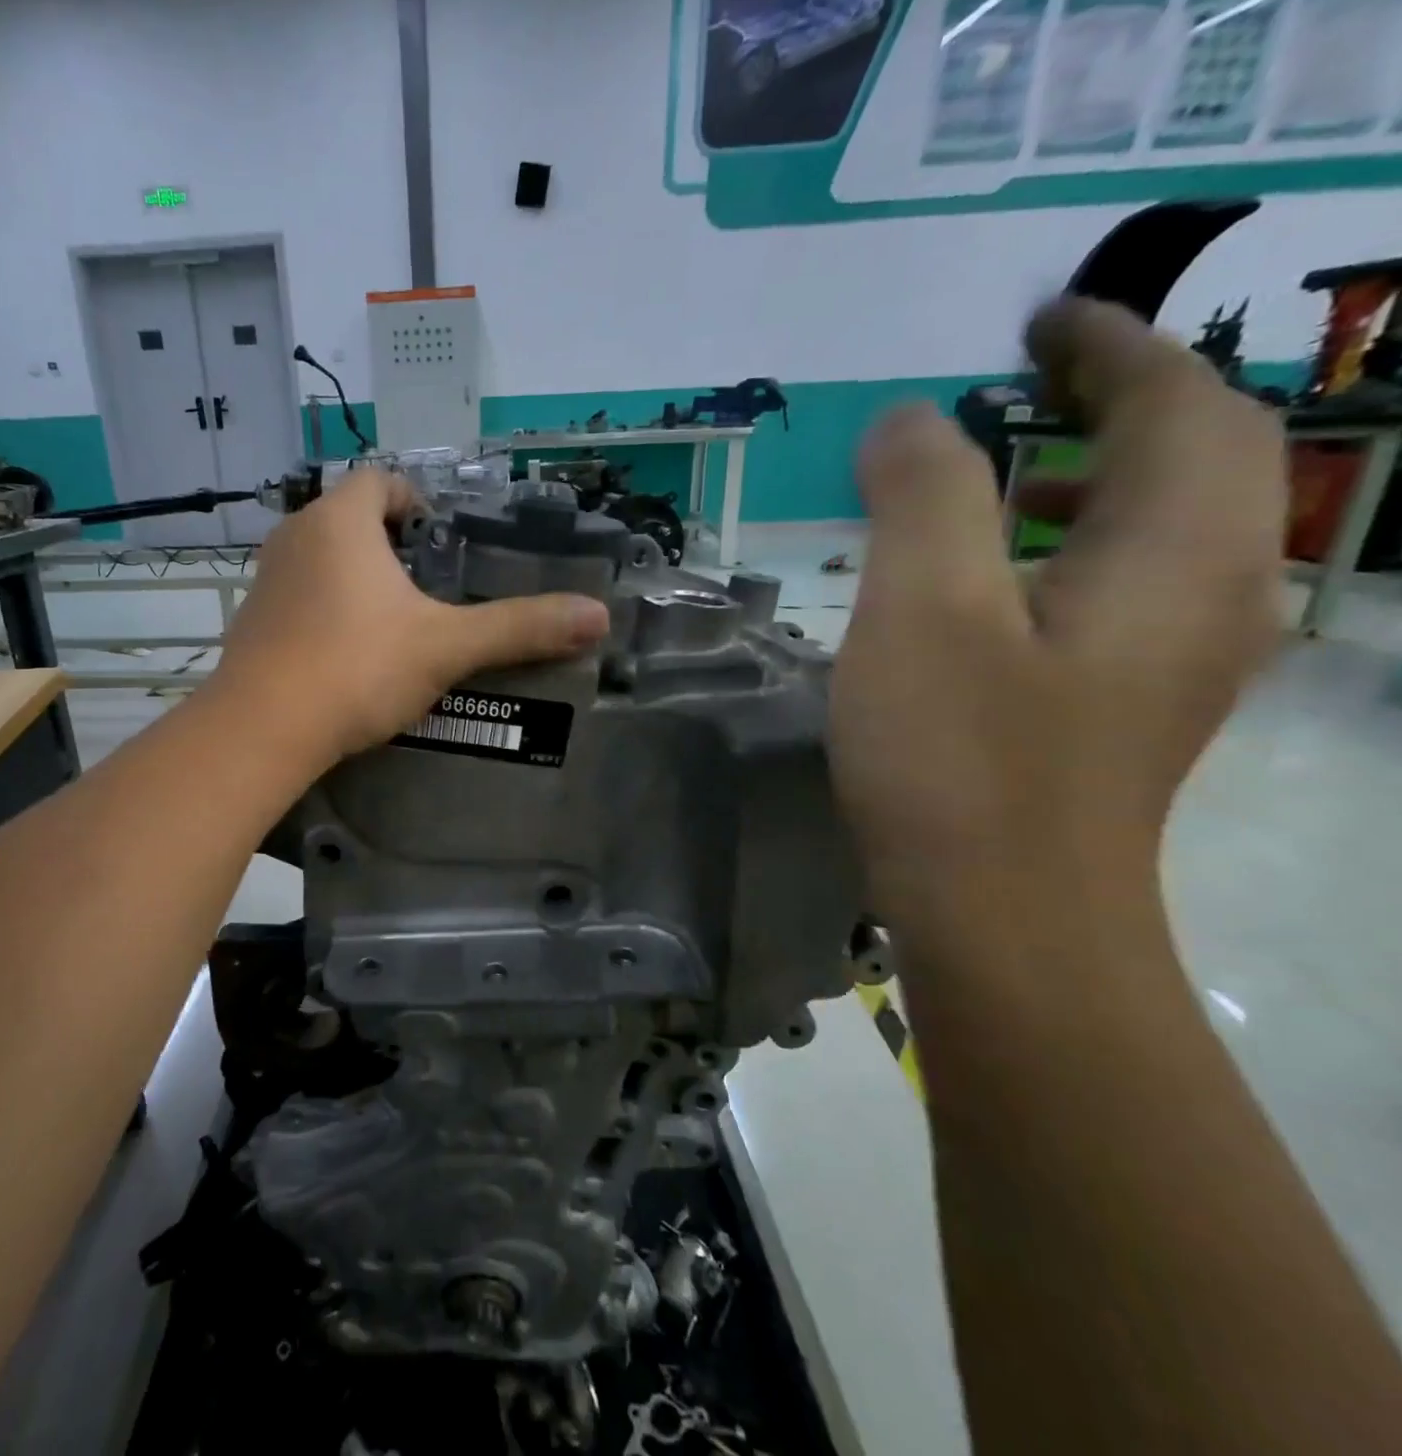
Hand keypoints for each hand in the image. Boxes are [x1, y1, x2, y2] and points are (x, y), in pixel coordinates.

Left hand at [208, 470, 610, 764]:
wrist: (263, 729)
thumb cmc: (357, 668)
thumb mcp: (446, 646)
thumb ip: (519, 628)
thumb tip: (597, 616)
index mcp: (340, 523)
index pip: (379, 481)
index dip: (413, 499)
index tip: (439, 536)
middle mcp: (295, 537)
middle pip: (348, 519)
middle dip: (388, 543)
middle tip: (428, 584)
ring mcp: (267, 581)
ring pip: (320, 560)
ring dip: (355, 578)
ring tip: (394, 621)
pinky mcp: (252, 623)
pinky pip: (298, 598)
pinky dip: (326, 611)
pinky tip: (348, 655)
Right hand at [828, 299, 1286, 946]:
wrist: (1000, 914)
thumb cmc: (961, 759)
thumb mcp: (925, 610)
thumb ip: (924, 495)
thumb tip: (909, 420)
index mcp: (1178, 554)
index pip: (1180, 405)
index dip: (1113, 345)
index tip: (1037, 318)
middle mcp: (1209, 595)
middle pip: (1196, 458)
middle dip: (1120, 397)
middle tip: (1024, 377)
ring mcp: (1172, 660)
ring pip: (1160, 527)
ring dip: (1094, 473)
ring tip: (1005, 465)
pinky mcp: (1122, 705)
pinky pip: (1118, 585)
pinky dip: (1066, 544)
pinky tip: (992, 575)